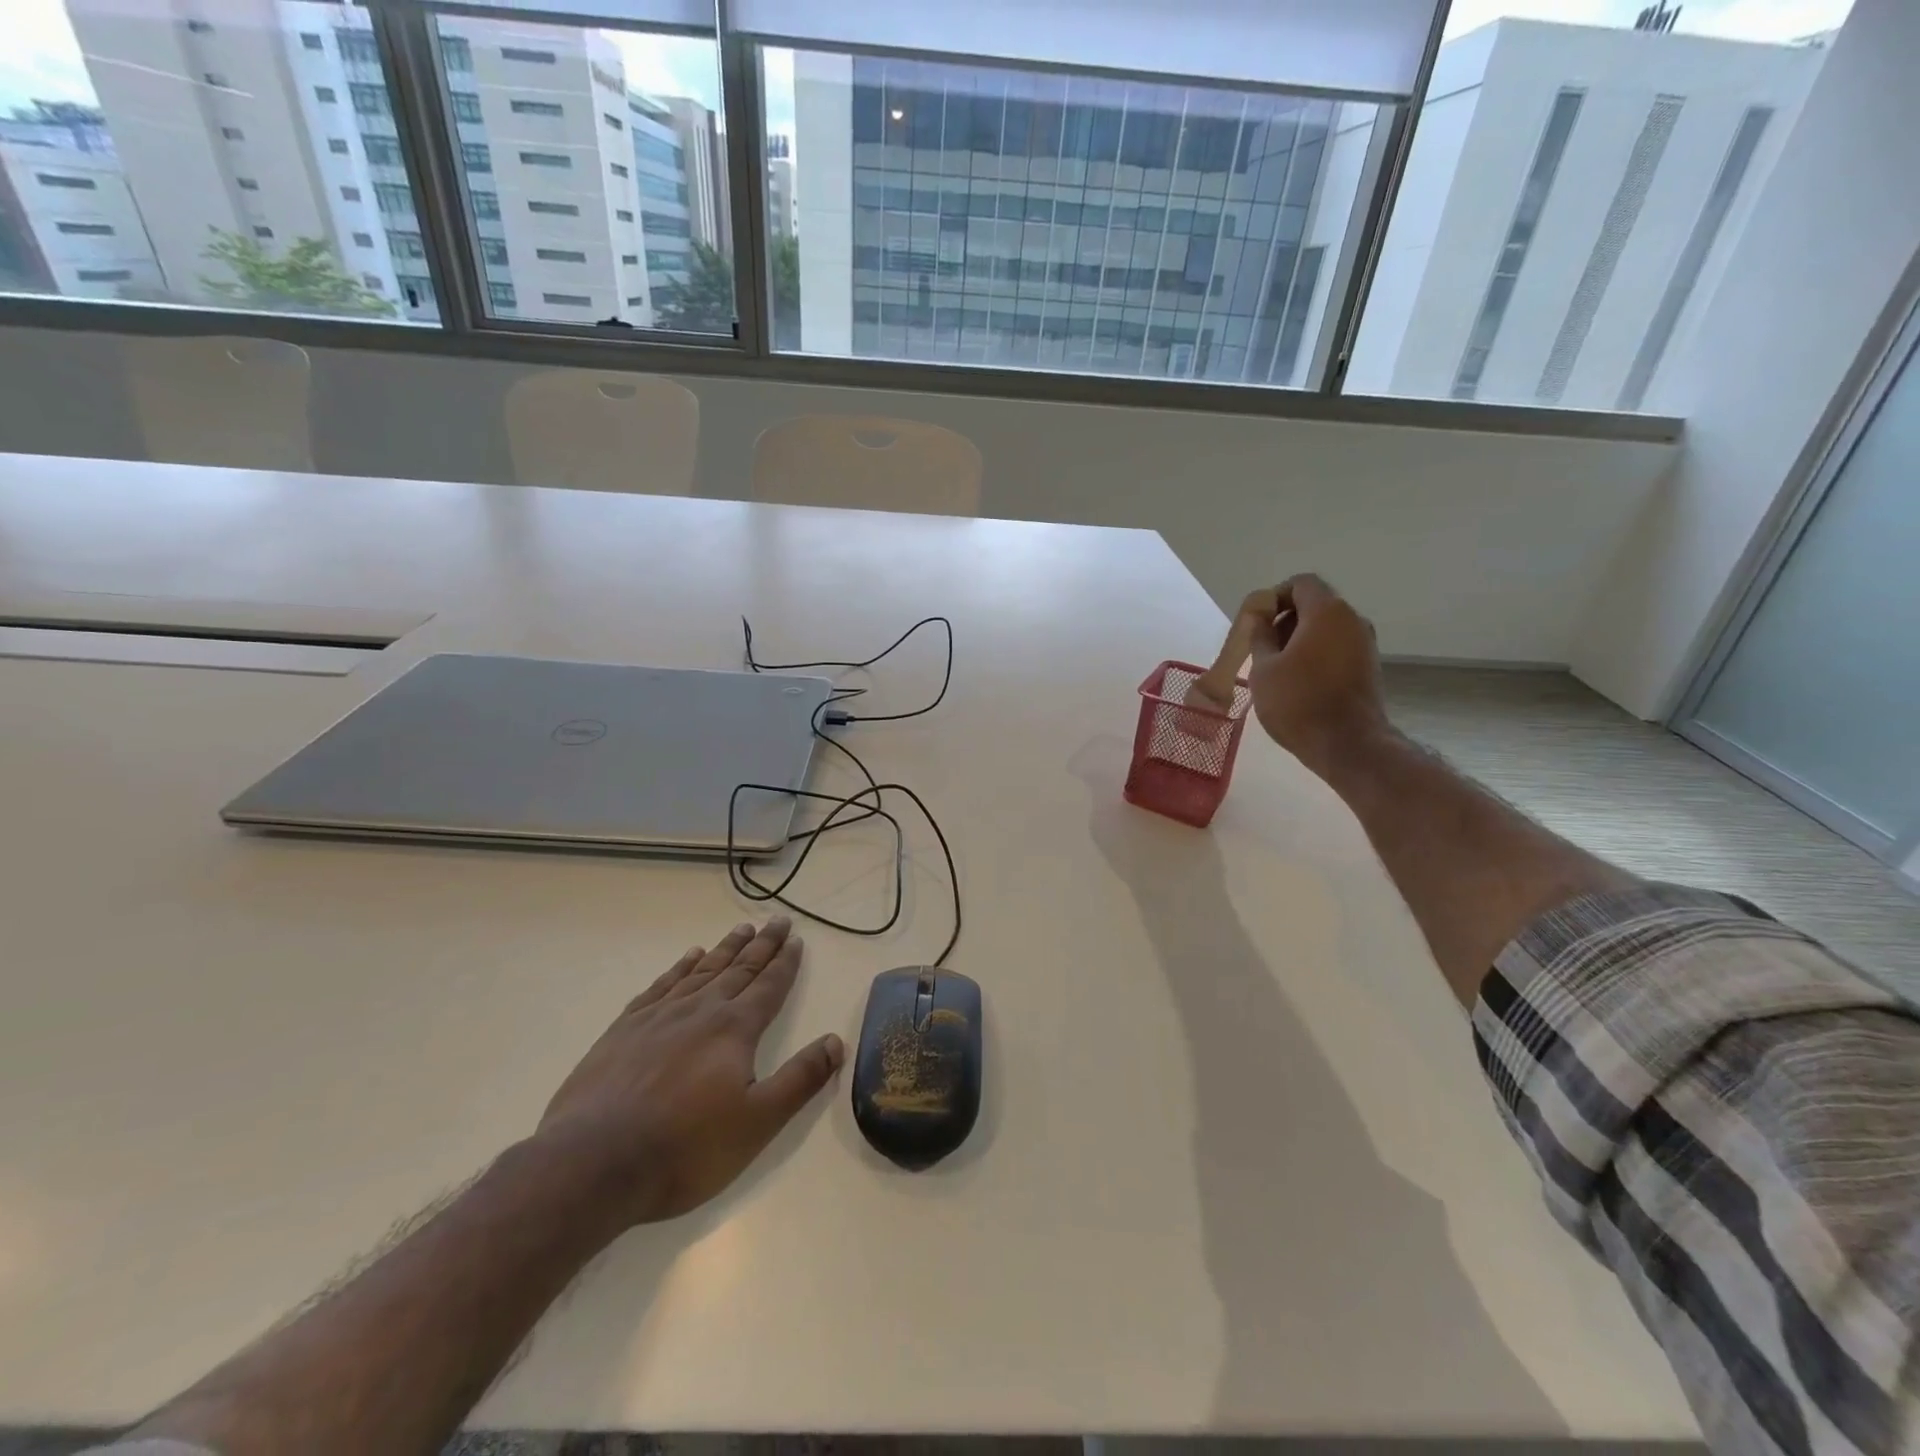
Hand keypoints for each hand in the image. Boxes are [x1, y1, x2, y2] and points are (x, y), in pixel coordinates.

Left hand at [532, 917, 843, 1227]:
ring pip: (702, 971)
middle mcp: (700, 1011)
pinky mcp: (624, 1029)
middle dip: (762, 945)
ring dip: (725, 949)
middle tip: (777, 921)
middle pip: (739, 969)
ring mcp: (659, 1017)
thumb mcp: (758, 1122)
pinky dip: (680, 968)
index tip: (796, 939)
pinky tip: (688, 959)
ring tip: (742, 929)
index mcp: (735, 1030)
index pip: (769, 987)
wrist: (593, 1163)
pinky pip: (661, 985)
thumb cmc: (685, 1147)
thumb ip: (800, 1079)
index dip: (785, 963)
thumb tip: (836, 1041)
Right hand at [1247, 574, 1390, 777]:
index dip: (1275, 596)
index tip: (1258, 623)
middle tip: (1262, 648)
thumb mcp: (1264, 669)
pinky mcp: (1368, 666)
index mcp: (1327, 612)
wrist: (1348, 744)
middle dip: (1286, 620)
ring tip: (1277, 669)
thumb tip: (1260, 618)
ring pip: (1327, 628)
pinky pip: (1337, 647)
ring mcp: (1365, 644)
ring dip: (1300, 640)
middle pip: (1315, 604)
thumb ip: (1260, 636)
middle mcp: (1352, 620)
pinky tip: (1298, 682)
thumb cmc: (1298, 702)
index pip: (1301, 583)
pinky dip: (1316, 655)